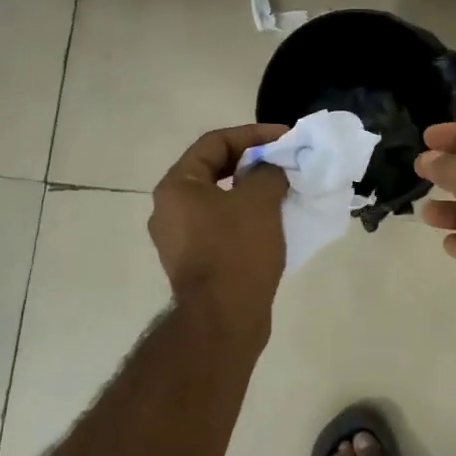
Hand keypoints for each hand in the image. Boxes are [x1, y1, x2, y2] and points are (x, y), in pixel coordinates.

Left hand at [149, 124, 289, 330]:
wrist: (223, 320)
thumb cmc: (237, 251)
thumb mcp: (259, 200)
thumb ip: (267, 171)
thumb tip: (270, 169)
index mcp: (177, 187)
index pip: (215, 143)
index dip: (253, 134)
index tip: (285, 137)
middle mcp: (170, 209)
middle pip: (214, 170)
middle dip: (252, 162)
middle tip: (284, 162)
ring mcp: (180, 239)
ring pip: (219, 200)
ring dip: (250, 191)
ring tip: (283, 190)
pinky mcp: (195, 262)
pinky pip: (221, 227)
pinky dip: (245, 217)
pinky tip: (272, 222)